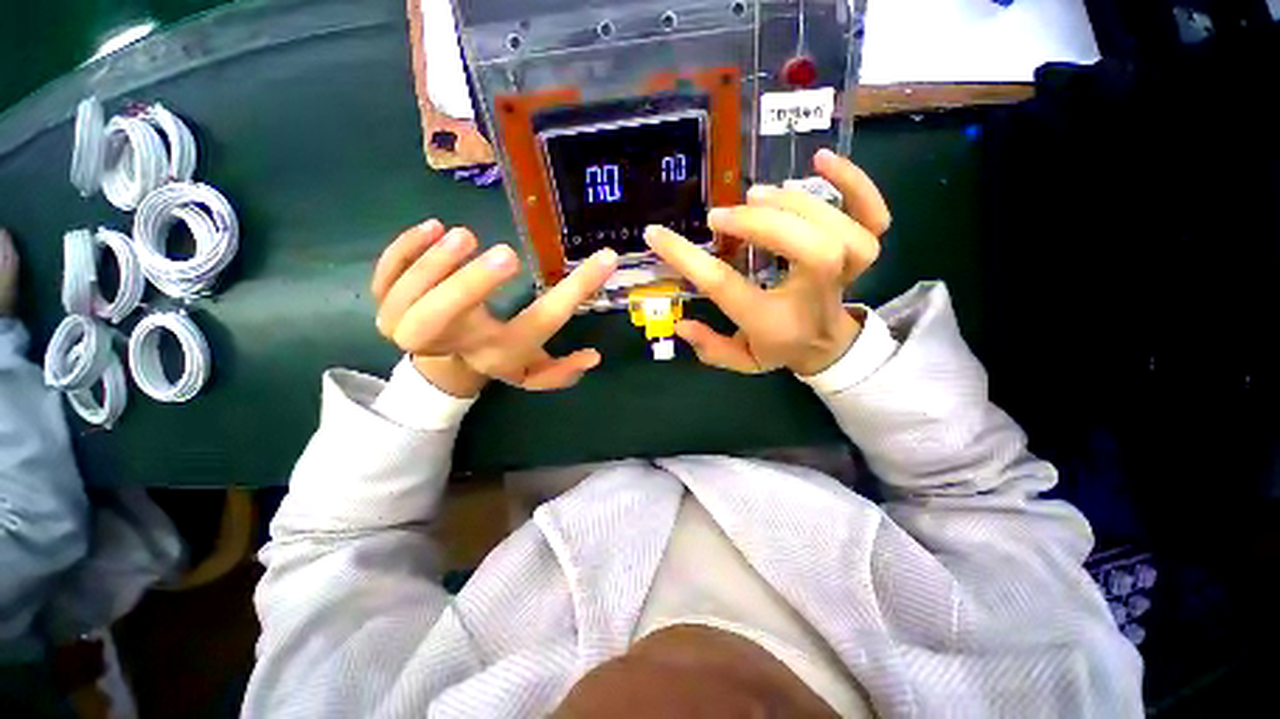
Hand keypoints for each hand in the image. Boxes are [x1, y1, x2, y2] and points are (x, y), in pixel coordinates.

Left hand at [372, 221, 618, 396]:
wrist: (446, 368)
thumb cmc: (498, 360)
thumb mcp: (534, 373)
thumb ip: (563, 371)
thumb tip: (594, 357)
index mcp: (500, 353)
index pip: (542, 322)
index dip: (576, 291)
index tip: (605, 258)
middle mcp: (456, 344)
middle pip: (444, 322)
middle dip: (469, 287)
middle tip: (507, 254)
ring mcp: (412, 325)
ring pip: (407, 300)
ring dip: (434, 265)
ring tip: (464, 236)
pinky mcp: (387, 305)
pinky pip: (384, 279)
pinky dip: (402, 253)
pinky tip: (430, 227)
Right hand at [644, 149, 890, 375]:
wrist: (828, 345)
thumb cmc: (779, 348)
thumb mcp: (741, 360)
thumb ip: (710, 347)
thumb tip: (680, 325)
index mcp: (774, 321)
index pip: (727, 286)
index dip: (688, 258)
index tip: (657, 234)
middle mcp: (815, 294)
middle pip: (807, 249)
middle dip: (760, 225)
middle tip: (721, 216)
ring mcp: (847, 268)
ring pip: (838, 228)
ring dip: (795, 203)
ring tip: (756, 195)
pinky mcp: (862, 248)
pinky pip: (873, 213)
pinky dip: (855, 183)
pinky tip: (820, 160)